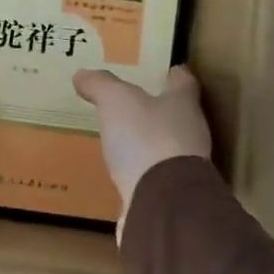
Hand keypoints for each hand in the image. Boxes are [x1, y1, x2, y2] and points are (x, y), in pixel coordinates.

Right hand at [72, 66, 212, 221]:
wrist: (163, 203)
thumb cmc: (146, 138)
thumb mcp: (116, 101)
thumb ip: (101, 85)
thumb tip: (82, 74)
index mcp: (183, 106)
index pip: (184, 82)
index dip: (174, 74)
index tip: (166, 69)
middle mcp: (190, 134)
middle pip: (177, 114)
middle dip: (157, 107)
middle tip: (132, 101)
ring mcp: (183, 167)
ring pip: (165, 145)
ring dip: (147, 140)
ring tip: (121, 135)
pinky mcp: (169, 194)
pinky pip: (152, 175)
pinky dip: (138, 169)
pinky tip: (120, 170)